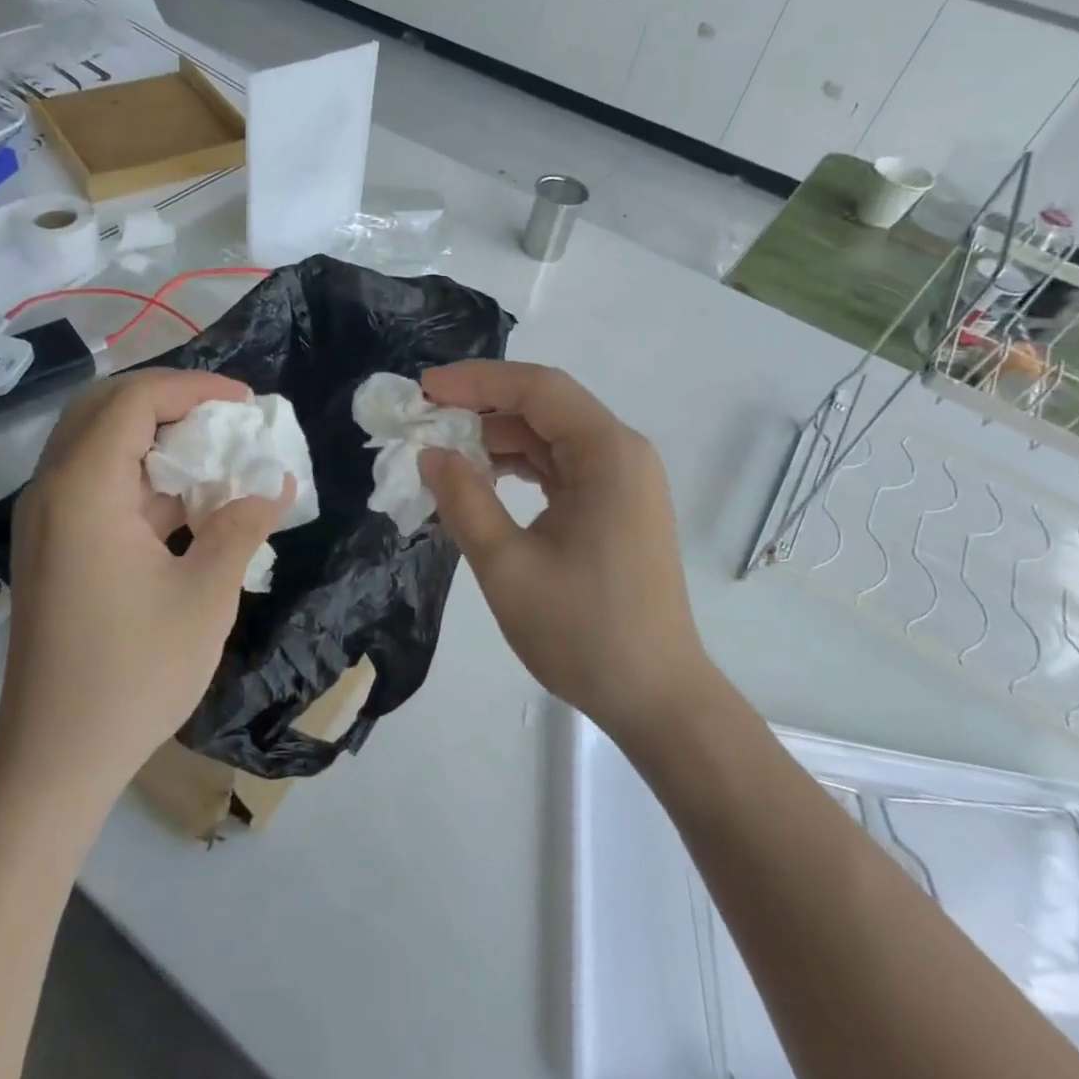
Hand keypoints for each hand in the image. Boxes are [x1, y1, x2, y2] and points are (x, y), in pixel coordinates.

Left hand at [0, 370, 293, 801]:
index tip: (246, 403)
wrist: (55, 757)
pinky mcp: (54, 545)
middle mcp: (54, 490)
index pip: (133, 400)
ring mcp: (48, 519)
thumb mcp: (206, 596)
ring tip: (215, 453)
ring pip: (98, 443)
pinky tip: (189, 500)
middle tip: (224, 418)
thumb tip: (277, 484)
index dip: (193, 387)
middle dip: (170, 400)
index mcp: (84, 491)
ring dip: (156, 436)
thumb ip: (243, 527)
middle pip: (105, 408)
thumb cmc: (133, 674)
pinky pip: (96, 482)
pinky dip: (143, 475)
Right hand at [418, 362, 710, 741]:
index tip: (424, 390)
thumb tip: (431, 454)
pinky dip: (518, 467)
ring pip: (550, 437)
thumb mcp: (507, 566)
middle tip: (425, 421)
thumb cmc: (583, 632)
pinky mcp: (615, 506)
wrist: (655, 698)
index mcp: (608, 454)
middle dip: (482, 408)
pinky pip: (560, 467)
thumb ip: (464, 500)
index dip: (476, 381)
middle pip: (545, 407)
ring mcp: (622, 480)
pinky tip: (480, 481)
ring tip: (443, 453)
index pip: (537, 390)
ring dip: (497, 439)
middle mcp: (622, 454)